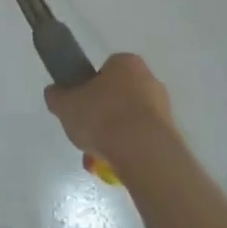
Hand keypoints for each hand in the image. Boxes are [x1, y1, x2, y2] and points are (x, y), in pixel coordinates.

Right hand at [44, 54, 175, 171]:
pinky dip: (129, 151)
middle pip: (119, 96)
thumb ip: (57, 96)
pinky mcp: (171, 135)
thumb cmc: (102, 116)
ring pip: (131, 120)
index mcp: (125, 63)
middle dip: (104, 115)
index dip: (90, 88)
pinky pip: (143, 140)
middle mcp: (149, 79)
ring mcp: (163, 108)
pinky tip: (115, 165)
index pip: (105, 70)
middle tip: (88, 133)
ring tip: (98, 157)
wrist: (143, 151)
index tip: (81, 106)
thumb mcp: (66, 104)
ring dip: (115, 136)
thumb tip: (55, 93)